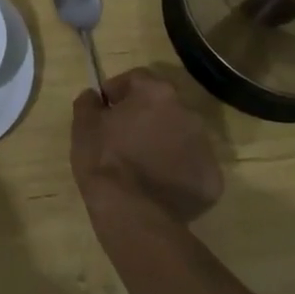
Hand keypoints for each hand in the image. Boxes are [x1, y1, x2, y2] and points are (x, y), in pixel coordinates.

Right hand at [71, 68, 223, 223]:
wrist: (132, 214)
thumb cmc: (105, 160)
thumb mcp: (83, 125)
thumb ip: (89, 102)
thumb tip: (95, 96)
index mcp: (156, 93)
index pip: (138, 79)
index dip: (119, 90)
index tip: (105, 107)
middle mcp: (187, 113)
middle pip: (164, 107)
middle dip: (146, 116)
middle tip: (125, 136)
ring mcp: (204, 148)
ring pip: (181, 137)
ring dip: (164, 143)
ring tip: (142, 164)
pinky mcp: (211, 180)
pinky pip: (191, 168)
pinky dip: (177, 172)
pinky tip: (158, 186)